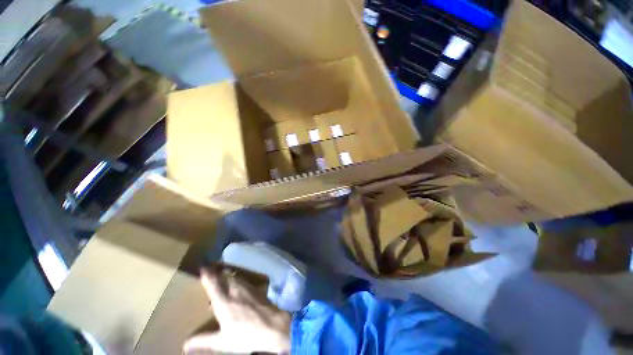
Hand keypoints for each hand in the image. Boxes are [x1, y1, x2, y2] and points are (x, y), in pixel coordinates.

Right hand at [183, 268, 290, 353]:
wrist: (272, 326)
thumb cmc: (246, 335)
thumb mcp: (222, 342)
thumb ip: (203, 341)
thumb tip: (185, 344)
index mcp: (224, 301)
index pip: (213, 284)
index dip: (207, 274)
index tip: (202, 266)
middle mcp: (235, 289)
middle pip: (225, 276)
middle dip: (218, 272)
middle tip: (212, 272)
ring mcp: (248, 287)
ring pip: (235, 277)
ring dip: (228, 276)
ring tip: (224, 280)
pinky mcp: (257, 288)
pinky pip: (244, 281)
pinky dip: (238, 281)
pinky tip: (239, 288)